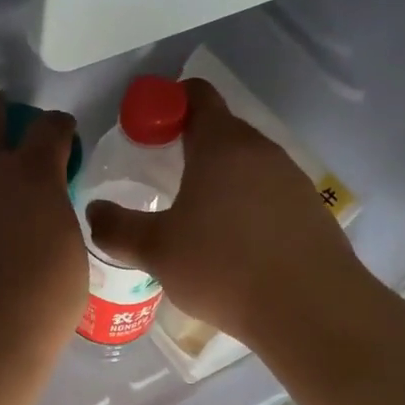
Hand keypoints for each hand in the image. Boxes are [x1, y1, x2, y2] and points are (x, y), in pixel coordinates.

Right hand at [85, 78, 362, 345]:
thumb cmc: (224, 267)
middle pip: (221, 130)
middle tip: (161, 179)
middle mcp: (261, 151)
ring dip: (220, 179)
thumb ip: (117, 228)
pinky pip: (268, 194)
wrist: (310, 309)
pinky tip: (234, 245)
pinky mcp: (311, 210)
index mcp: (221, 145)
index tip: (146, 132)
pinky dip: (246, 206)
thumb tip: (93, 212)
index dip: (167, 104)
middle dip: (189, 146)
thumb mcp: (157, 250)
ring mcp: (292, 179)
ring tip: (196, 219)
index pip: (196, 95)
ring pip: (247, 165)